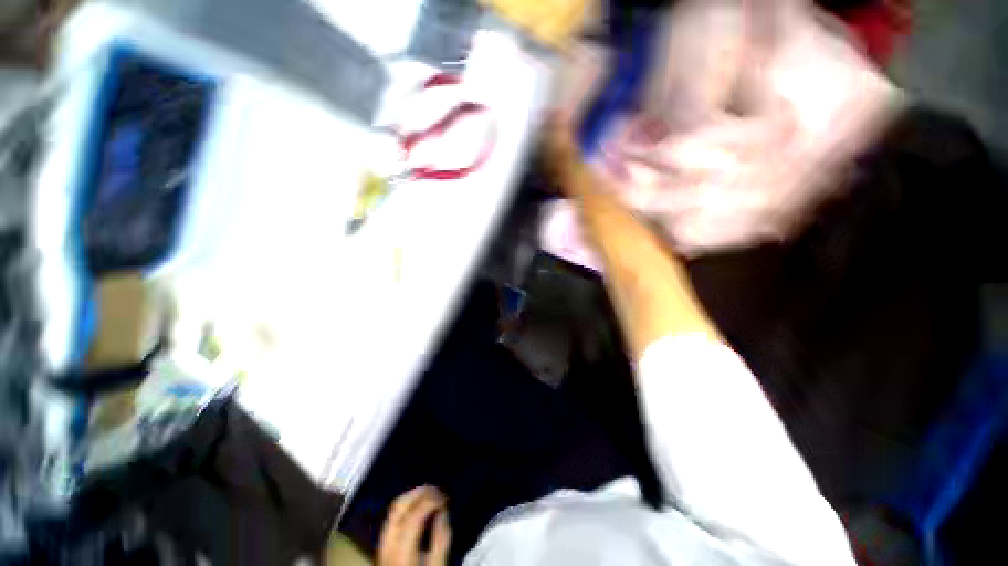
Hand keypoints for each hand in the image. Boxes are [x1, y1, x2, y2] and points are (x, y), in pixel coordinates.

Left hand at [377, 486, 451, 565]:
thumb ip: (441, 538)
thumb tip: (443, 510)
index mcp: (402, 553)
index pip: (413, 517)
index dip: (429, 501)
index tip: (444, 497)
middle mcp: (388, 545)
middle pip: (399, 507)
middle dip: (419, 492)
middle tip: (437, 488)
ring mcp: (382, 544)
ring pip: (393, 509)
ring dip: (412, 496)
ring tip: (429, 492)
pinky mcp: (382, 544)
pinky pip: (393, 516)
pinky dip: (406, 505)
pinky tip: (418, 505)